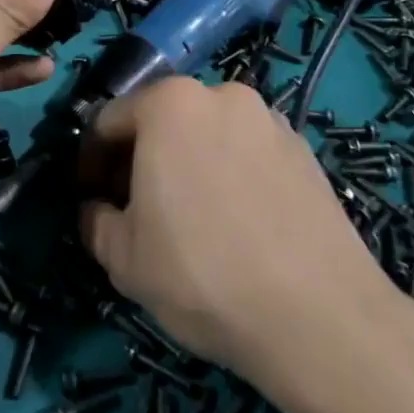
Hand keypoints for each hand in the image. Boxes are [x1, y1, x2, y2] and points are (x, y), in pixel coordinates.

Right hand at [78, 78, 413, 396]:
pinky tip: (239, 224)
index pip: (109, 122)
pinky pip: (247, 152)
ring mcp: (268, 118)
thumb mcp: (124, 259)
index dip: (92, 163)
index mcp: (169, 104)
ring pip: (207, 134)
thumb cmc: (203, 275)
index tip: (92, 200)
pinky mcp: (304, 148)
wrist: (321, 317)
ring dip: (188, 163)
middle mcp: (220, 94)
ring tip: (193, 219)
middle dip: (141, 159)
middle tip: (138, 211)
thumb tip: (96, 208)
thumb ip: (95, 221)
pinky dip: (231, 173)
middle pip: (161, 120)